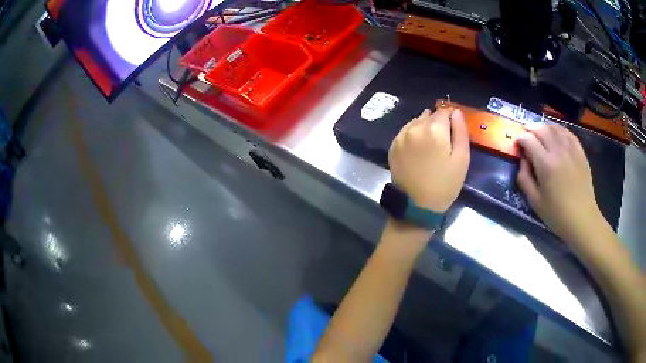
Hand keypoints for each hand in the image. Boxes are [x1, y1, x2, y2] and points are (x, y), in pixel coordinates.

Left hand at [389, 108, 469, 212]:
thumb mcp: (462, 159)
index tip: (454, 130)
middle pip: (429, 115)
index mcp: (434, 128)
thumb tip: (456, 111)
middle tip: (443, 142)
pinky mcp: (393, 145)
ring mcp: (401, 136)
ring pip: (417, 121)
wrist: (416, 206)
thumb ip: (461, 131)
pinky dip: (413, 134)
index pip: (444, 111)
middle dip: (438, 123)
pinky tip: (419, 149)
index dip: (451, 118)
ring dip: (425, 127)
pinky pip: (406, 131)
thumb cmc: (445, 184)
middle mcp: (415, 127)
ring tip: (431, 146)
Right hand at [517, 124, 604, 242]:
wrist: (582, 219)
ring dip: (544, 127)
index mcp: (546, 164)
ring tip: (539, 133)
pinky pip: (567, 132)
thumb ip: (524, 178)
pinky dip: (559, 130)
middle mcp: (558, 151)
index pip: (528, 139)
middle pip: (541, 128)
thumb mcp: (535, 201)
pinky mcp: (580, 152)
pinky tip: (556, 135)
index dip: (520, 138)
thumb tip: (522, 160)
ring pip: (554, 127)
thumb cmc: (557, 214)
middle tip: (526, 134)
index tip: (517, 143)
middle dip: (530, 128)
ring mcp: (571, 149)